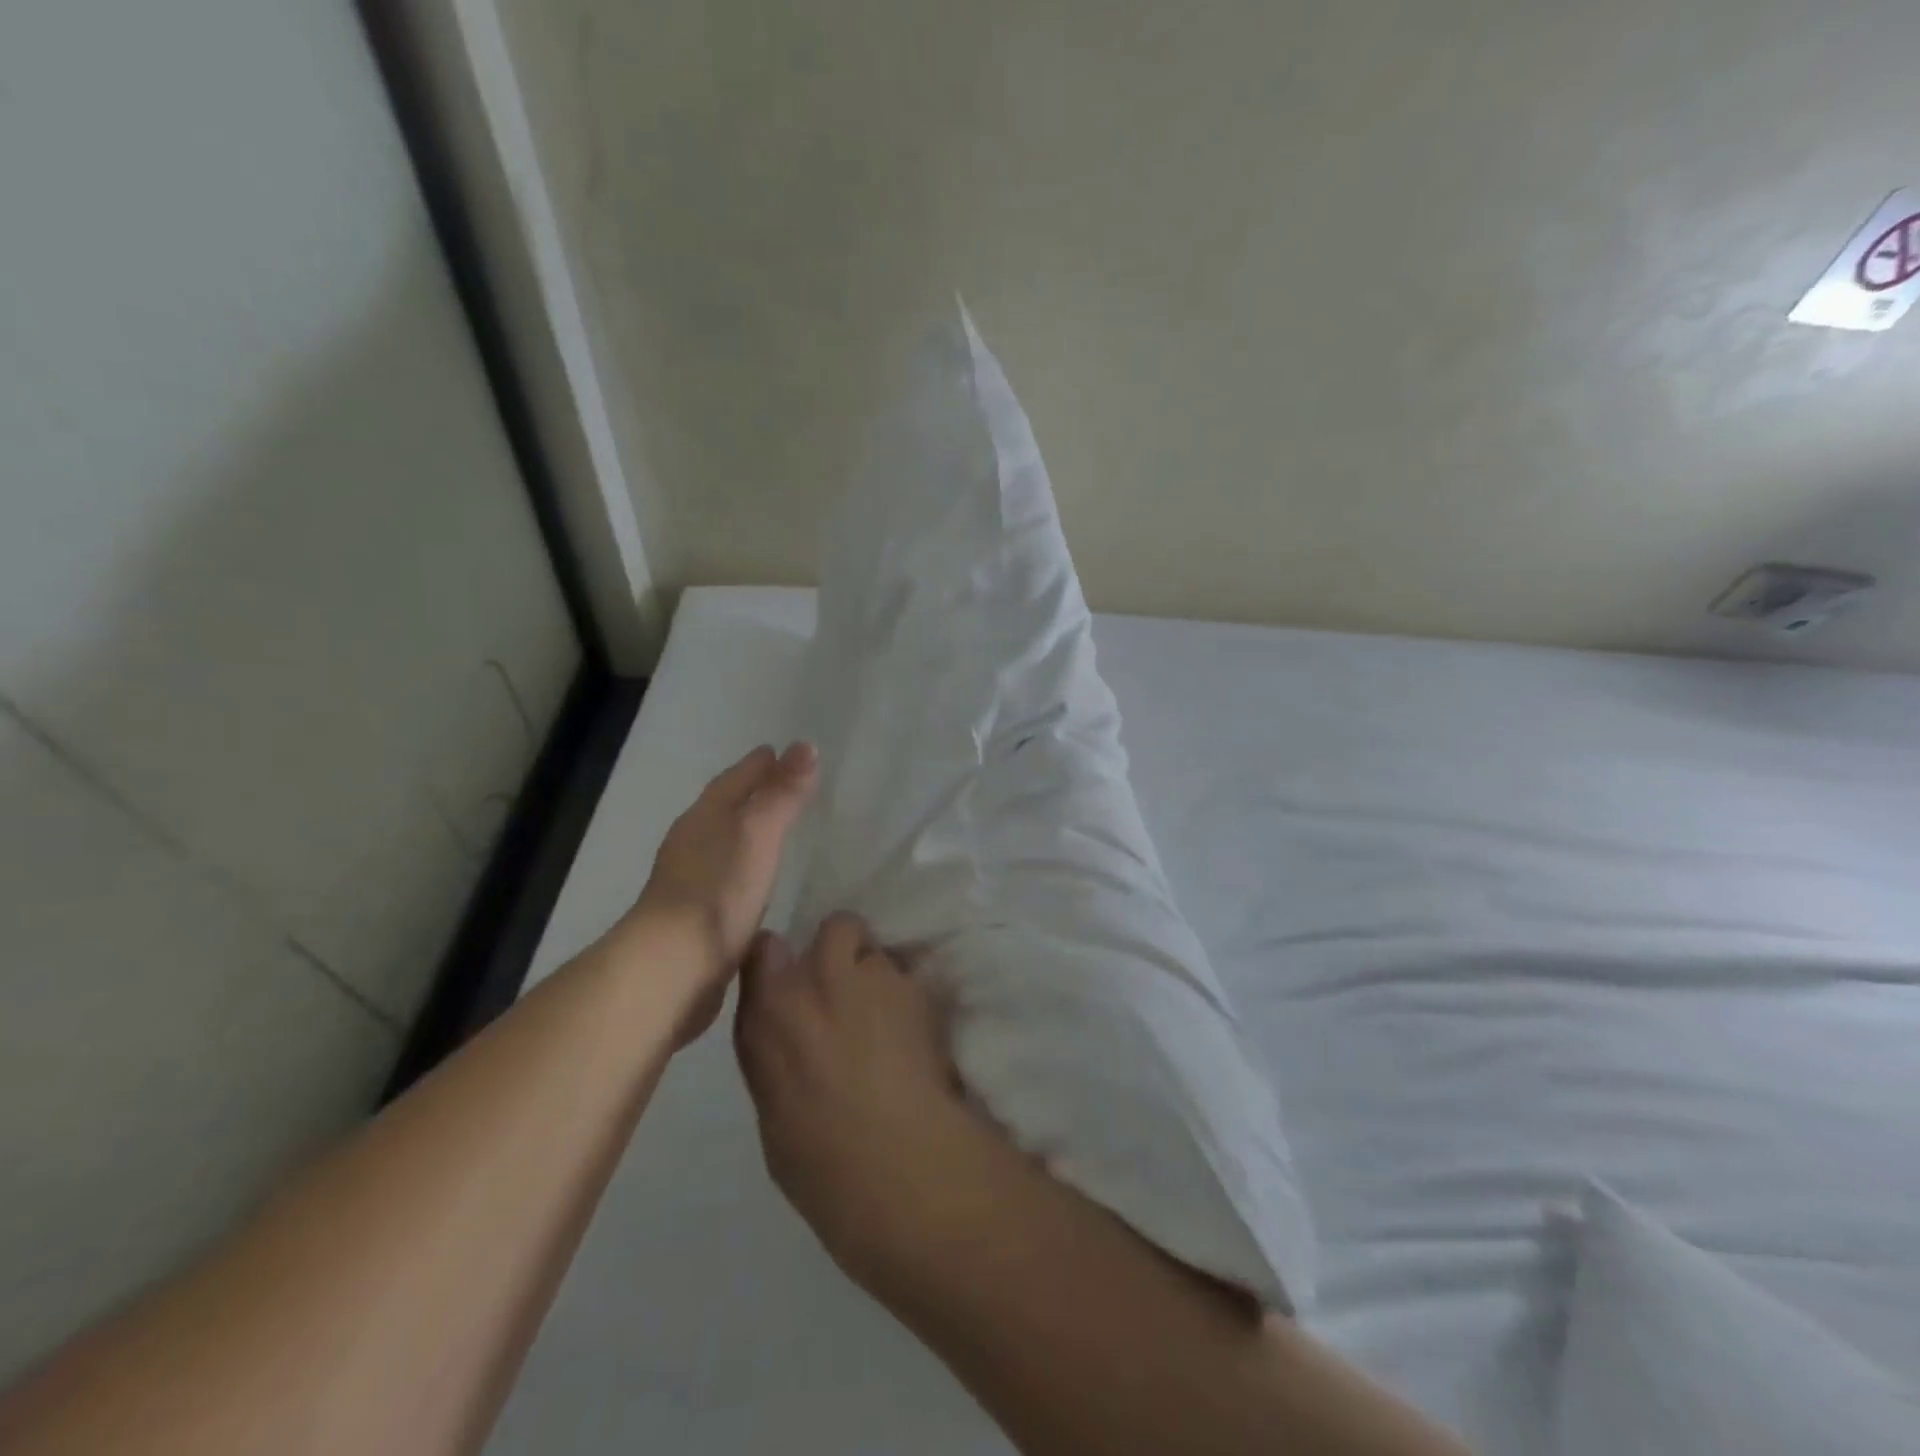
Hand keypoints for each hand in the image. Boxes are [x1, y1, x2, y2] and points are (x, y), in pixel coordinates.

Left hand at [628, 742, 816, 1042]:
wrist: (672, 967)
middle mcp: (692, 843)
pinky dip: (744, 867)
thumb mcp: (758, 833)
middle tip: (781, 783)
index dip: (757, 765)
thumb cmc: (718, 890)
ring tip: (774, 828)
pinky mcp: (696, 917)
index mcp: (704, 817)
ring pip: (723, 842)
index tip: (778, 749)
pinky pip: (726, 877)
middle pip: (724, 807)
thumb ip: (782, 793)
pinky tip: (757, 880)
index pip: (734, 779)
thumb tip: (806, 746)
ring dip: (746, 831)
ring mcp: (690, 881)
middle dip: (750, 793)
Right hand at [734, 913, 979, 1285]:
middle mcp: (817, 978)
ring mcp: (873, 976)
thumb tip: (789, 1032)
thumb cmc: (820, 1163)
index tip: (794, 974)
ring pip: (880, 951)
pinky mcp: (918, 988)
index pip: (765, 949)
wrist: (897, 1165)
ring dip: (882, 977)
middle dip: (846, 949)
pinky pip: (912, 980)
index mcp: (768, 1013)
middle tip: (853, 990)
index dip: (783, 958)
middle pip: (836, 926)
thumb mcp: (773, 1108)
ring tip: (892, 1020)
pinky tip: (918, 1036)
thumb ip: (778, 1049)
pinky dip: (913, 1000)